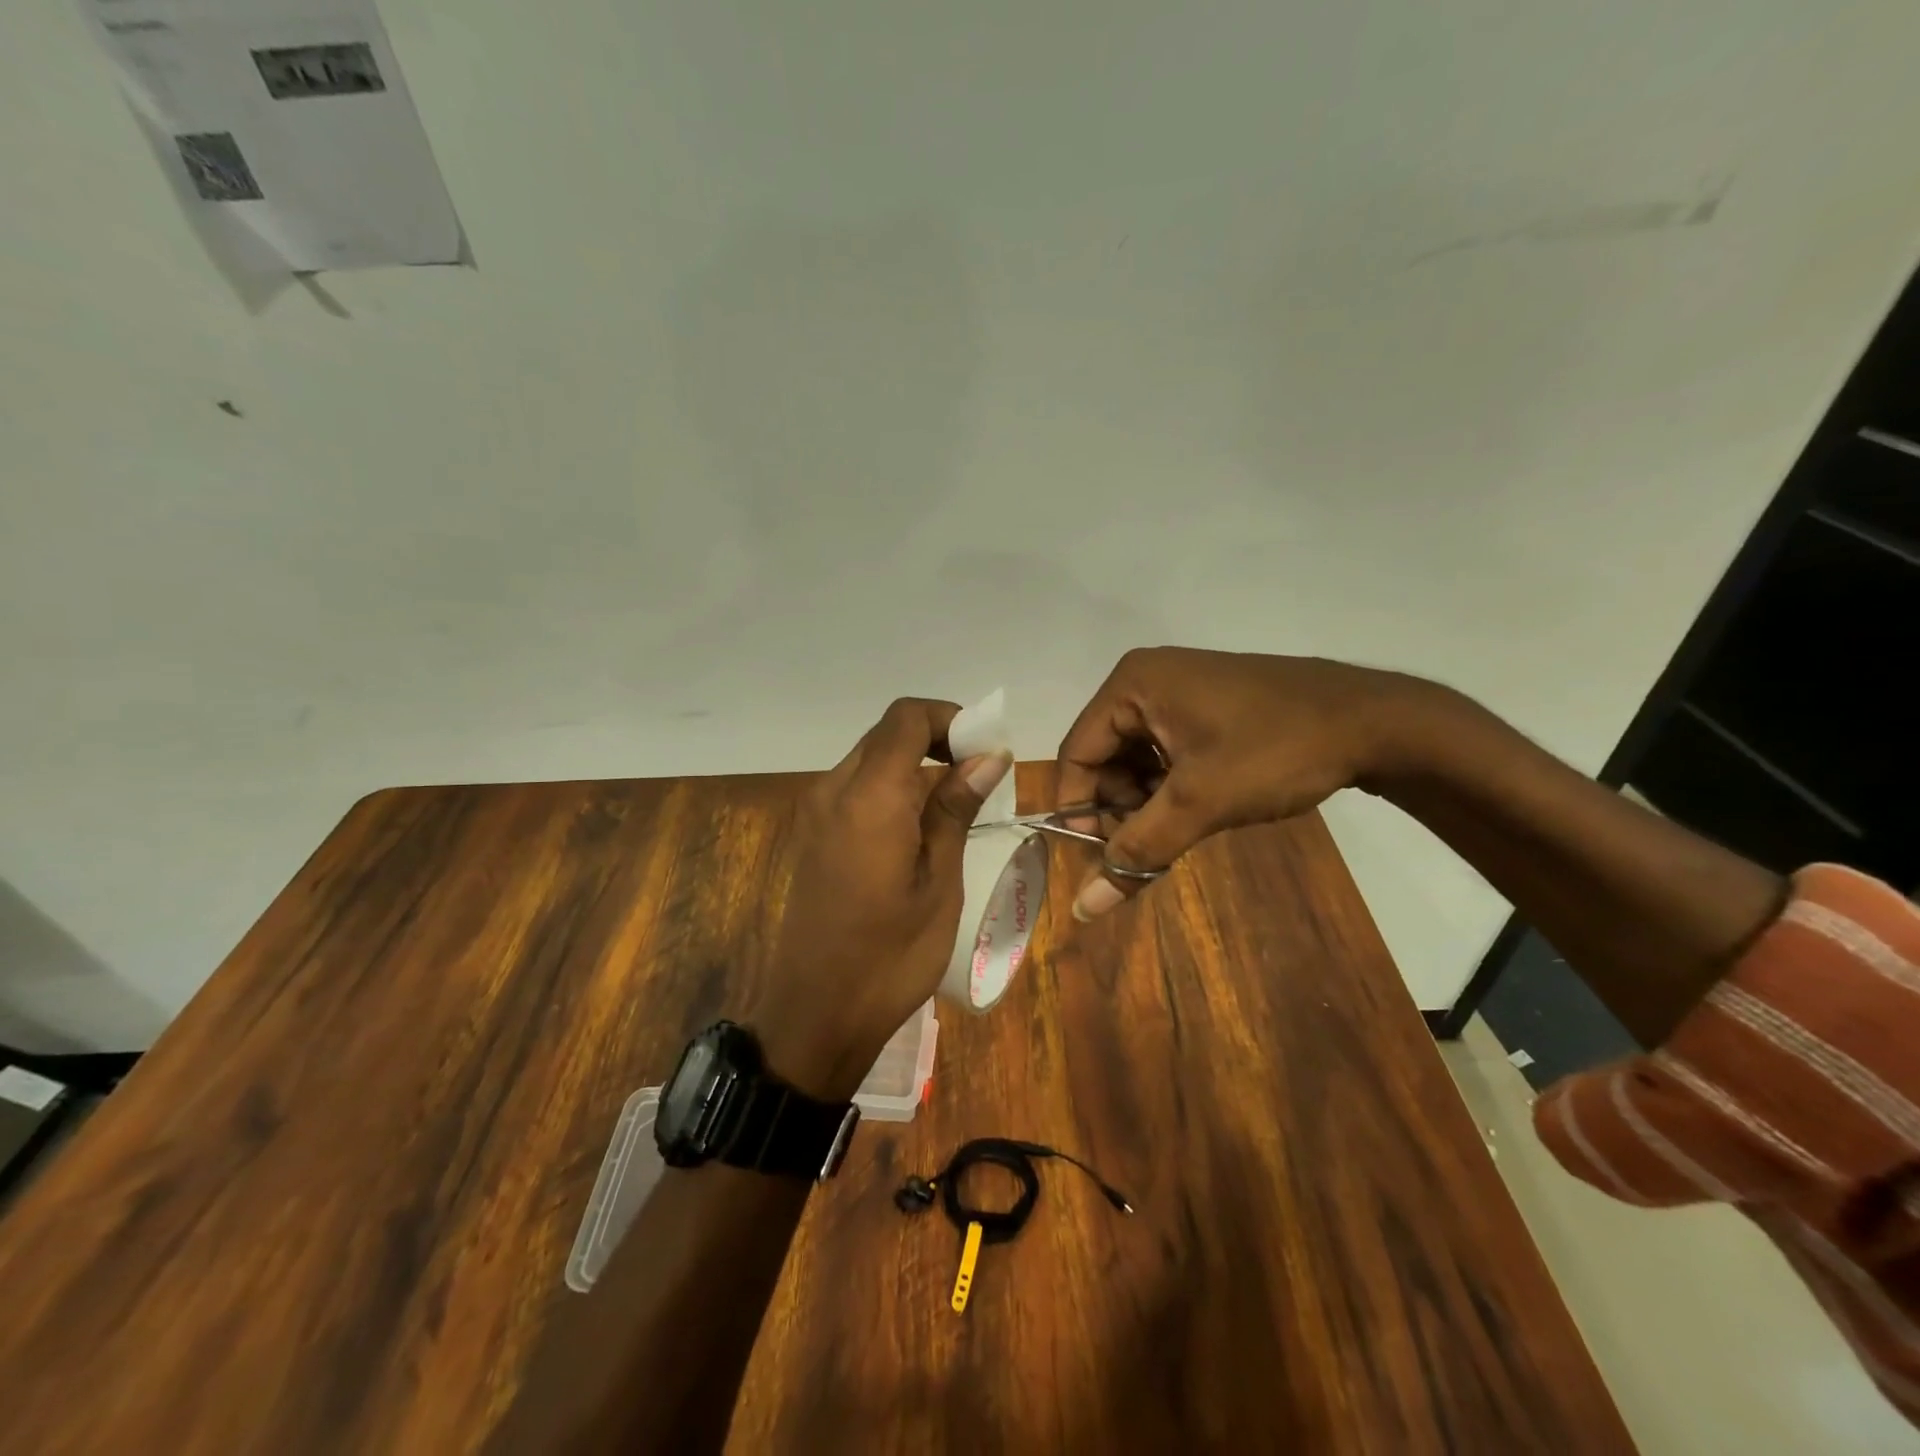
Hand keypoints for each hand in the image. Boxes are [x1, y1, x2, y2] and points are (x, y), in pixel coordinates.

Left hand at [751, 698, 1012, 1097]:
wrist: (816, 1013)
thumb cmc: (891, 954)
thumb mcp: (940, 881)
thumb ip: (956, 808)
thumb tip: (988, 755)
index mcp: (868, 797)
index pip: (906, 717)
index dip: (949, 718)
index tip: (984, 750)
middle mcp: (833, 790)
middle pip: (887, 734)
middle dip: (936, 740)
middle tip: (979, 777)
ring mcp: (816, 812)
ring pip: (870, 760)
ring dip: (914, 767)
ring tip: (955, 807)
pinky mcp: (812, 835)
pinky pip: (855, 790)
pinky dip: (891, 790)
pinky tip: (917, 831)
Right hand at [1056, 648, 1431, 919]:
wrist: (1376, 721)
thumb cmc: (1276, 751)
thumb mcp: (1199, 803)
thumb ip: (1137, 852)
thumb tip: (1082, 908)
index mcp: (1131, 685)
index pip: (1077, 754)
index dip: (1078, 810)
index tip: (1099, 857)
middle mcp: (1146, 680)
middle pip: (1104, 757)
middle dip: (1118, 809)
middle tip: (1145, 849)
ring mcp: (1178, 690)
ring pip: (1135, 759)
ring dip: (1145, 803)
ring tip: (1175, 832)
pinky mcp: (1206, 706)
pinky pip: (1165, 751)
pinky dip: (1169, 787)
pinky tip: (1194, 811)